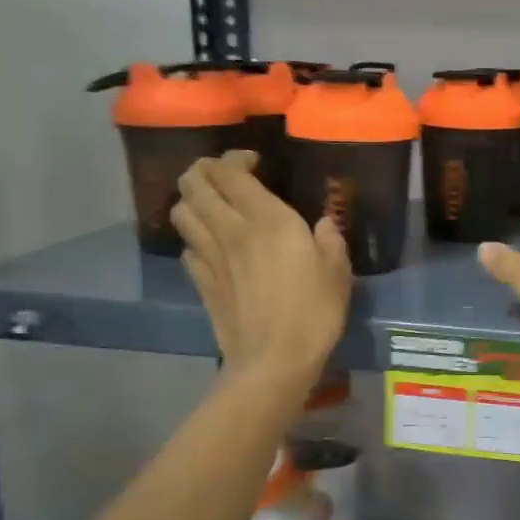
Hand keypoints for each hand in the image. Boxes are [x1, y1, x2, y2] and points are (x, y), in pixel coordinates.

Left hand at [173, 152, 351, 381]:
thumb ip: (330, 239)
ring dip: (193, 199)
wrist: (273, 360)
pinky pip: (187, 246)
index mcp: (266, 219)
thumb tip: (323, 224)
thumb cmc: (314, 312)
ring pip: (181, 211)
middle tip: (227, 177)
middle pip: (194, 183)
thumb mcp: (337, 271)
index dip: (236, 158)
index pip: (230, 170)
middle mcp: (230, 229)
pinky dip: (195, 236)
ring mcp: (210, 256)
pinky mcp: (201, 282)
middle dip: (205, 170)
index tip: (255, 163)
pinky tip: (212, 244)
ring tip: (214, 204)